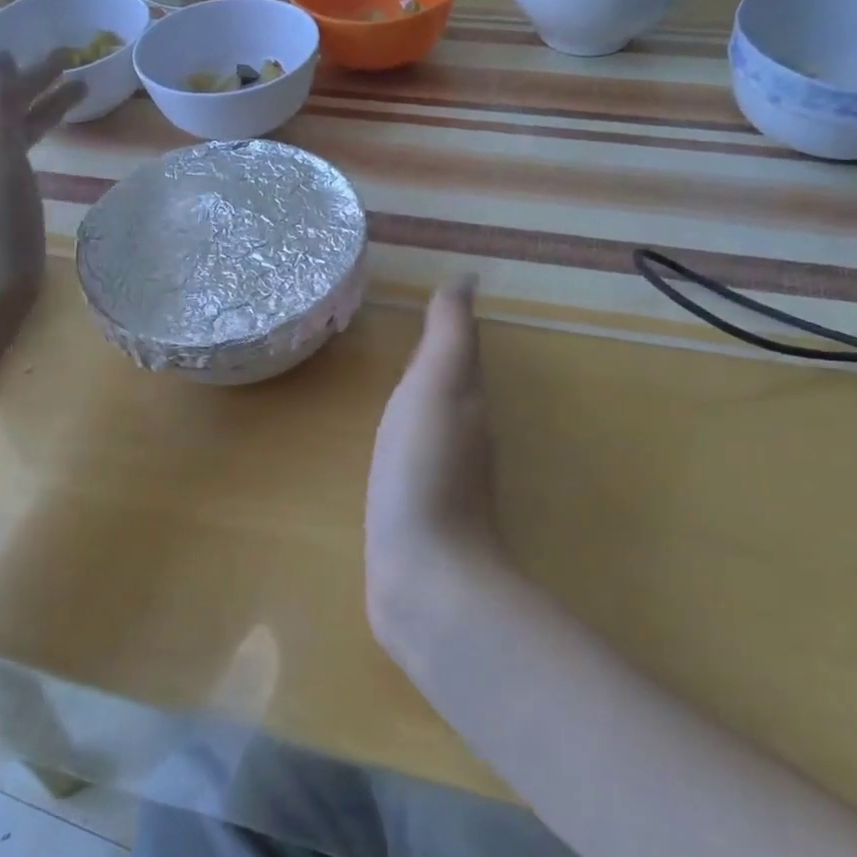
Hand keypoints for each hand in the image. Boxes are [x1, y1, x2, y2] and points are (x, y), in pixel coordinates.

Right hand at [365, 277, 505, 636]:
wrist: (424, 577)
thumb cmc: (425, 471)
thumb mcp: (437, 389)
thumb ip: (450, 336)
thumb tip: (466, 279)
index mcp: (469, 403)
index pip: (460, 352)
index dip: (446, 326)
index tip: (426, 300)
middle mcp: (466, 437)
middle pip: (452, 386)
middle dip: (435, 360)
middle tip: (402, 335)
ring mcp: (446, 480)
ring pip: (435, 422)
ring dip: (421, 400)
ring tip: (391, 382)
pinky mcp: (422, 513)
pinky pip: (415, 458)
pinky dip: (406, 439)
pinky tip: (387, 447)